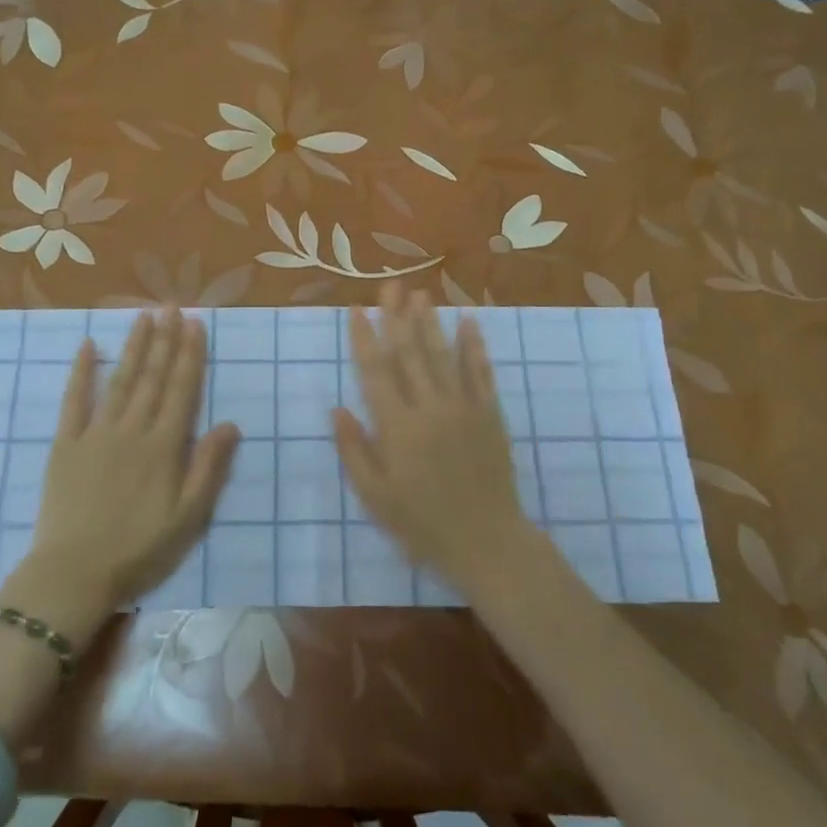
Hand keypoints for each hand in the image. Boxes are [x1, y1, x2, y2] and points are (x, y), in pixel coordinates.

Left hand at [25, 307, 240, 609]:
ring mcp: (96, 434)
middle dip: (165, 339)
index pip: (182, 389)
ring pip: (120, 380)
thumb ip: (209, 468)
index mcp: (164, 447)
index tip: (196, 323)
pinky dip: (81, 372)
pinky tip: (89, 346)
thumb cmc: (139, 550)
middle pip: (153, 377)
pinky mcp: (66, 445)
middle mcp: (132, 430)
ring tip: (144, 315)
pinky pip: (74, 401)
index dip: (191, 354)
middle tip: (172, 305)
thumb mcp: (189, 518)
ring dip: (134, 346)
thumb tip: (231, 423)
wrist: (74, 574)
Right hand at [333, 282, 534, 590]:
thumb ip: (354, 450)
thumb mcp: (375, 496)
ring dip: (429, 322)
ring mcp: (463, 407)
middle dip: (396, 317)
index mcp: (397, 427)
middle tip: (389, 287)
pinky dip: (474, 345)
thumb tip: (337, 409)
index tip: (356, 310)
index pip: (376, 372)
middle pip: (409, 353)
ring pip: (442, 355)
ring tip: (419, 294)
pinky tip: (468, 321)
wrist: (485, 540)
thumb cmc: (422, 523)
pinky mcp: (490, 413)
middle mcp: (429, 407)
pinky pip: (481, 372)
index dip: (364, 338)